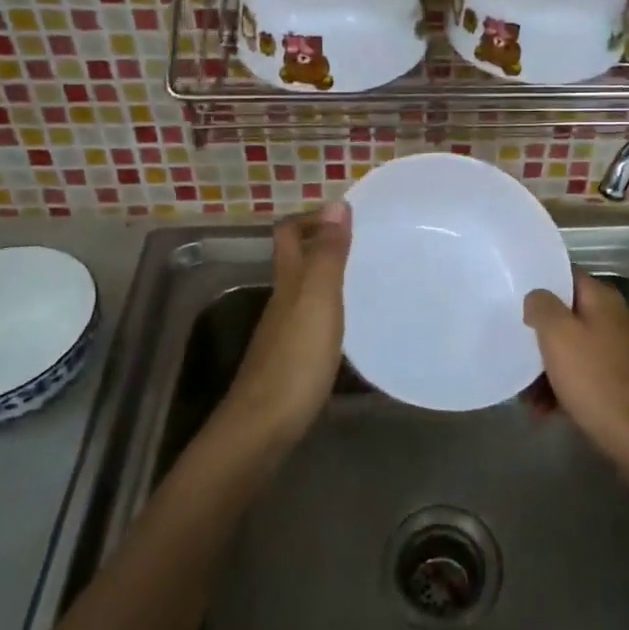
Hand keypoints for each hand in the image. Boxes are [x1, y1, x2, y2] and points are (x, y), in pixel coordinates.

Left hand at [223, 204, 350, 445]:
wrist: (263, 427)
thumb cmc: (295, 359)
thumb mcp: (318, 300)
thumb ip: (328, 254)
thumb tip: (335, 202)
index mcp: (288, 281)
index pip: (289, 234)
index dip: (310, 218)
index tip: (345, 215)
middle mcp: (281, 300)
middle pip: (294, 260)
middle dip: (320, 243)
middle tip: (362, 241)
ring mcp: (283, 332)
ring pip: (302, 290)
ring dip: (327, 276)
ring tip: (364, 275)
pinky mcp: (291, 359)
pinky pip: (310, 319)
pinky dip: (328, 308)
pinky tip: (349, 321)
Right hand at [523, 272, 628, 468]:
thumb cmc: (594, 379)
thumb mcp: (558, 335)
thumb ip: (542, 306)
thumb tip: (537, 297)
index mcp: (603, 300)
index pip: (567, 276)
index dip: (540, 284)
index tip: (514, 297)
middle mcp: (615, 319)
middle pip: (567, 315)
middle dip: (540, 334)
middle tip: (515, 348)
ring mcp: (619, 351)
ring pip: (572, 348)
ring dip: (546, 367)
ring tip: (526, 395)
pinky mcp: (619, 380)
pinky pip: (583, 374)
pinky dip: (562, 387)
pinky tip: (545, 410)